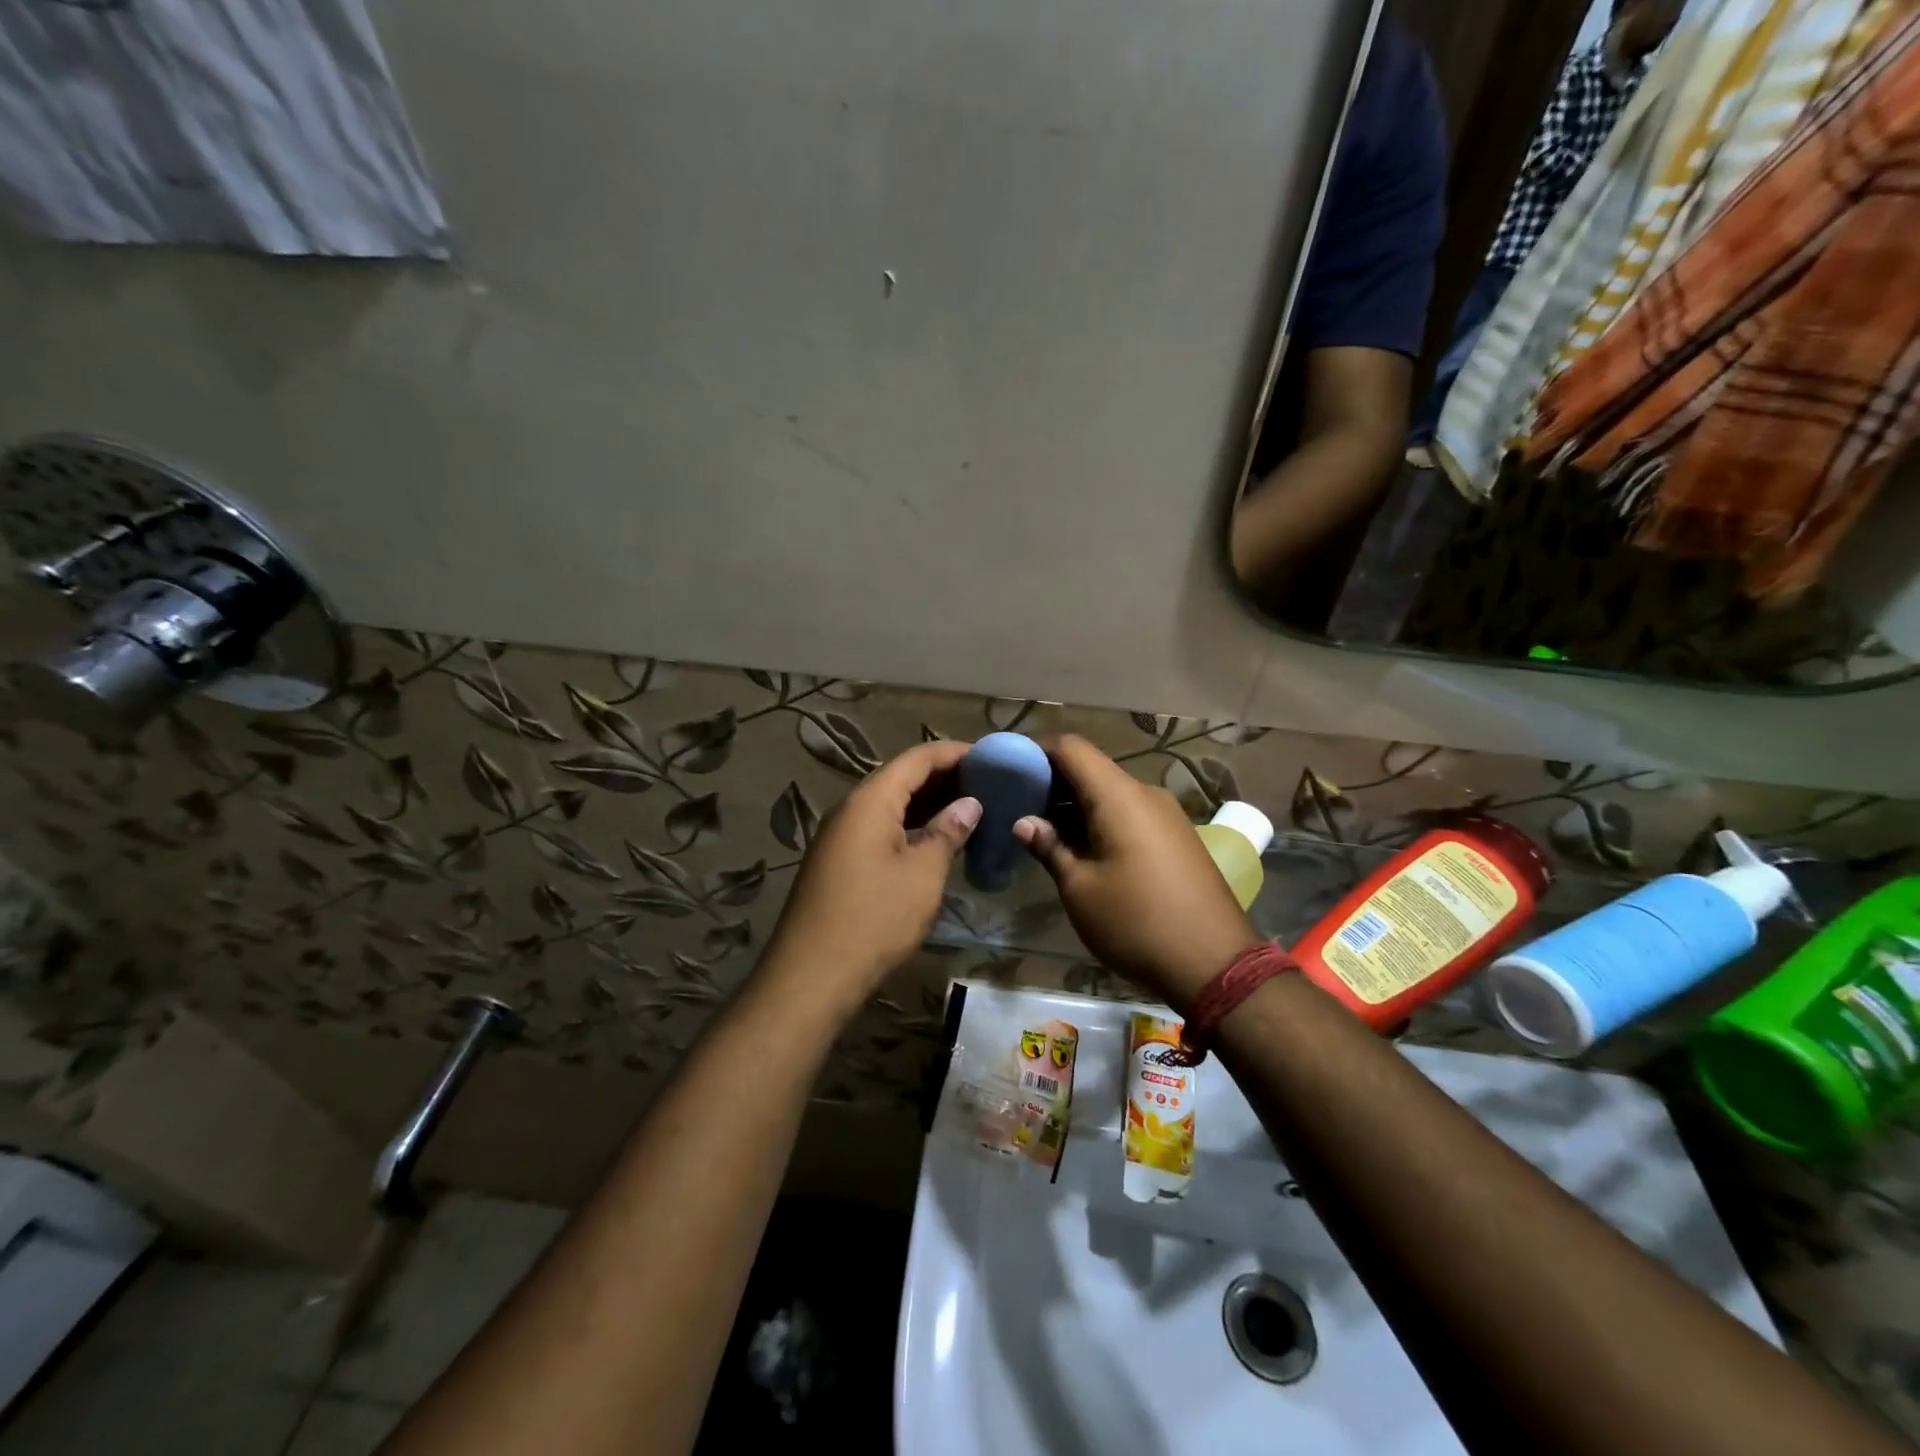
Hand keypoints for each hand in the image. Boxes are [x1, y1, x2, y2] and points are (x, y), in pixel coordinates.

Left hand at [760, 739, 979, 1017]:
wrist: (812, 975)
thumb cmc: (875, 918)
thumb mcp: (923, 874)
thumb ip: (948, 832)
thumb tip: (969, 804)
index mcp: (870, 800)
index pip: (918, 758)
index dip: (955, 753)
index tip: (992, 758)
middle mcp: (850, 809)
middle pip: (901, 778)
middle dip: (945, 777)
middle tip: (988, 785)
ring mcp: (840, 836)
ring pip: (890, 805)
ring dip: (928, 804)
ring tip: (971, 809)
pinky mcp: (838, 862)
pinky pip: (880, 829)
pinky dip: (911, 826)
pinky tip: (936, 840)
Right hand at [1015, 735, 1257, 1009]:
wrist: (1215, 965)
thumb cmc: (1136, 922)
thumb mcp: (1079, 889)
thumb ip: (1049, 847)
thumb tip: (1024, 822)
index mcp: (1119, 796)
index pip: (1072, 747)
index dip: (1037, 751)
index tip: (1010, 772)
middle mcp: (1145, 794)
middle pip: (1091, 769)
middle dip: (1053, 783)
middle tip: (1020, 808)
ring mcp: (1167, 814)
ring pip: (1111, 793)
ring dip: (1077, 806)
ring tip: (1045, 833)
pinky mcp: (1177, 836)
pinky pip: (1130, 813)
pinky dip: (1101, 820)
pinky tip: (1083, 850)